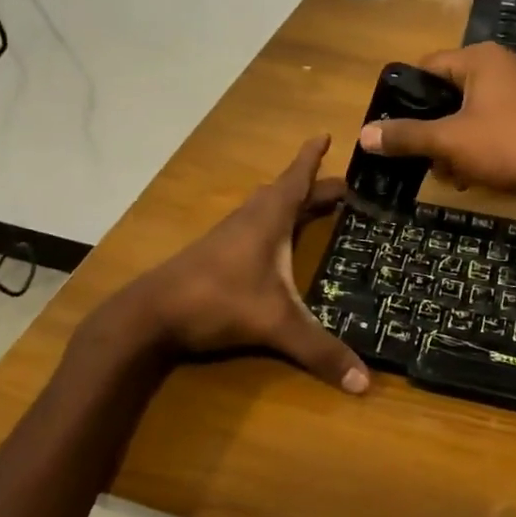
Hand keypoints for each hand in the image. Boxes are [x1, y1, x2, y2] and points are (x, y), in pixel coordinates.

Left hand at [137, 136, 369, 393]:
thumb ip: (319, 350)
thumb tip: (365, 383)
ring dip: (293, 203)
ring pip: (269, 207)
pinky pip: (256, 225)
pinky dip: (276, 222)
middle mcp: (252, 217)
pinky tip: (278, 243)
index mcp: (270, 218)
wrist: (150, 313)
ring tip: (317, 207)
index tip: (327, 133)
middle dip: (317, 187)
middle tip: (347, 188)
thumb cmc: (218, 300)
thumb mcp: (275, 323)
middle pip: (289, 192)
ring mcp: (231, 234)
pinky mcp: (218, 252)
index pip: (298, 177)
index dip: (313, 156)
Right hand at [357, 43, 515, 205]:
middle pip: (452, 91)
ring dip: (457, 140)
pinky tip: (477, 173)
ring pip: (475, 110)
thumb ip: (406, 136)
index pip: (429, 66)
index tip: (396, 124)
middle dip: (436, 127)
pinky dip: (483, 142)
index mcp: (482, 58)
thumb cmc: (504, 146)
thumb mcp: (448, 141)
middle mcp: (506, 63)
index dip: (408, 95)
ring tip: (451, 172)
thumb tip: (364, 134)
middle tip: (426, 156)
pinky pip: (499, 120)